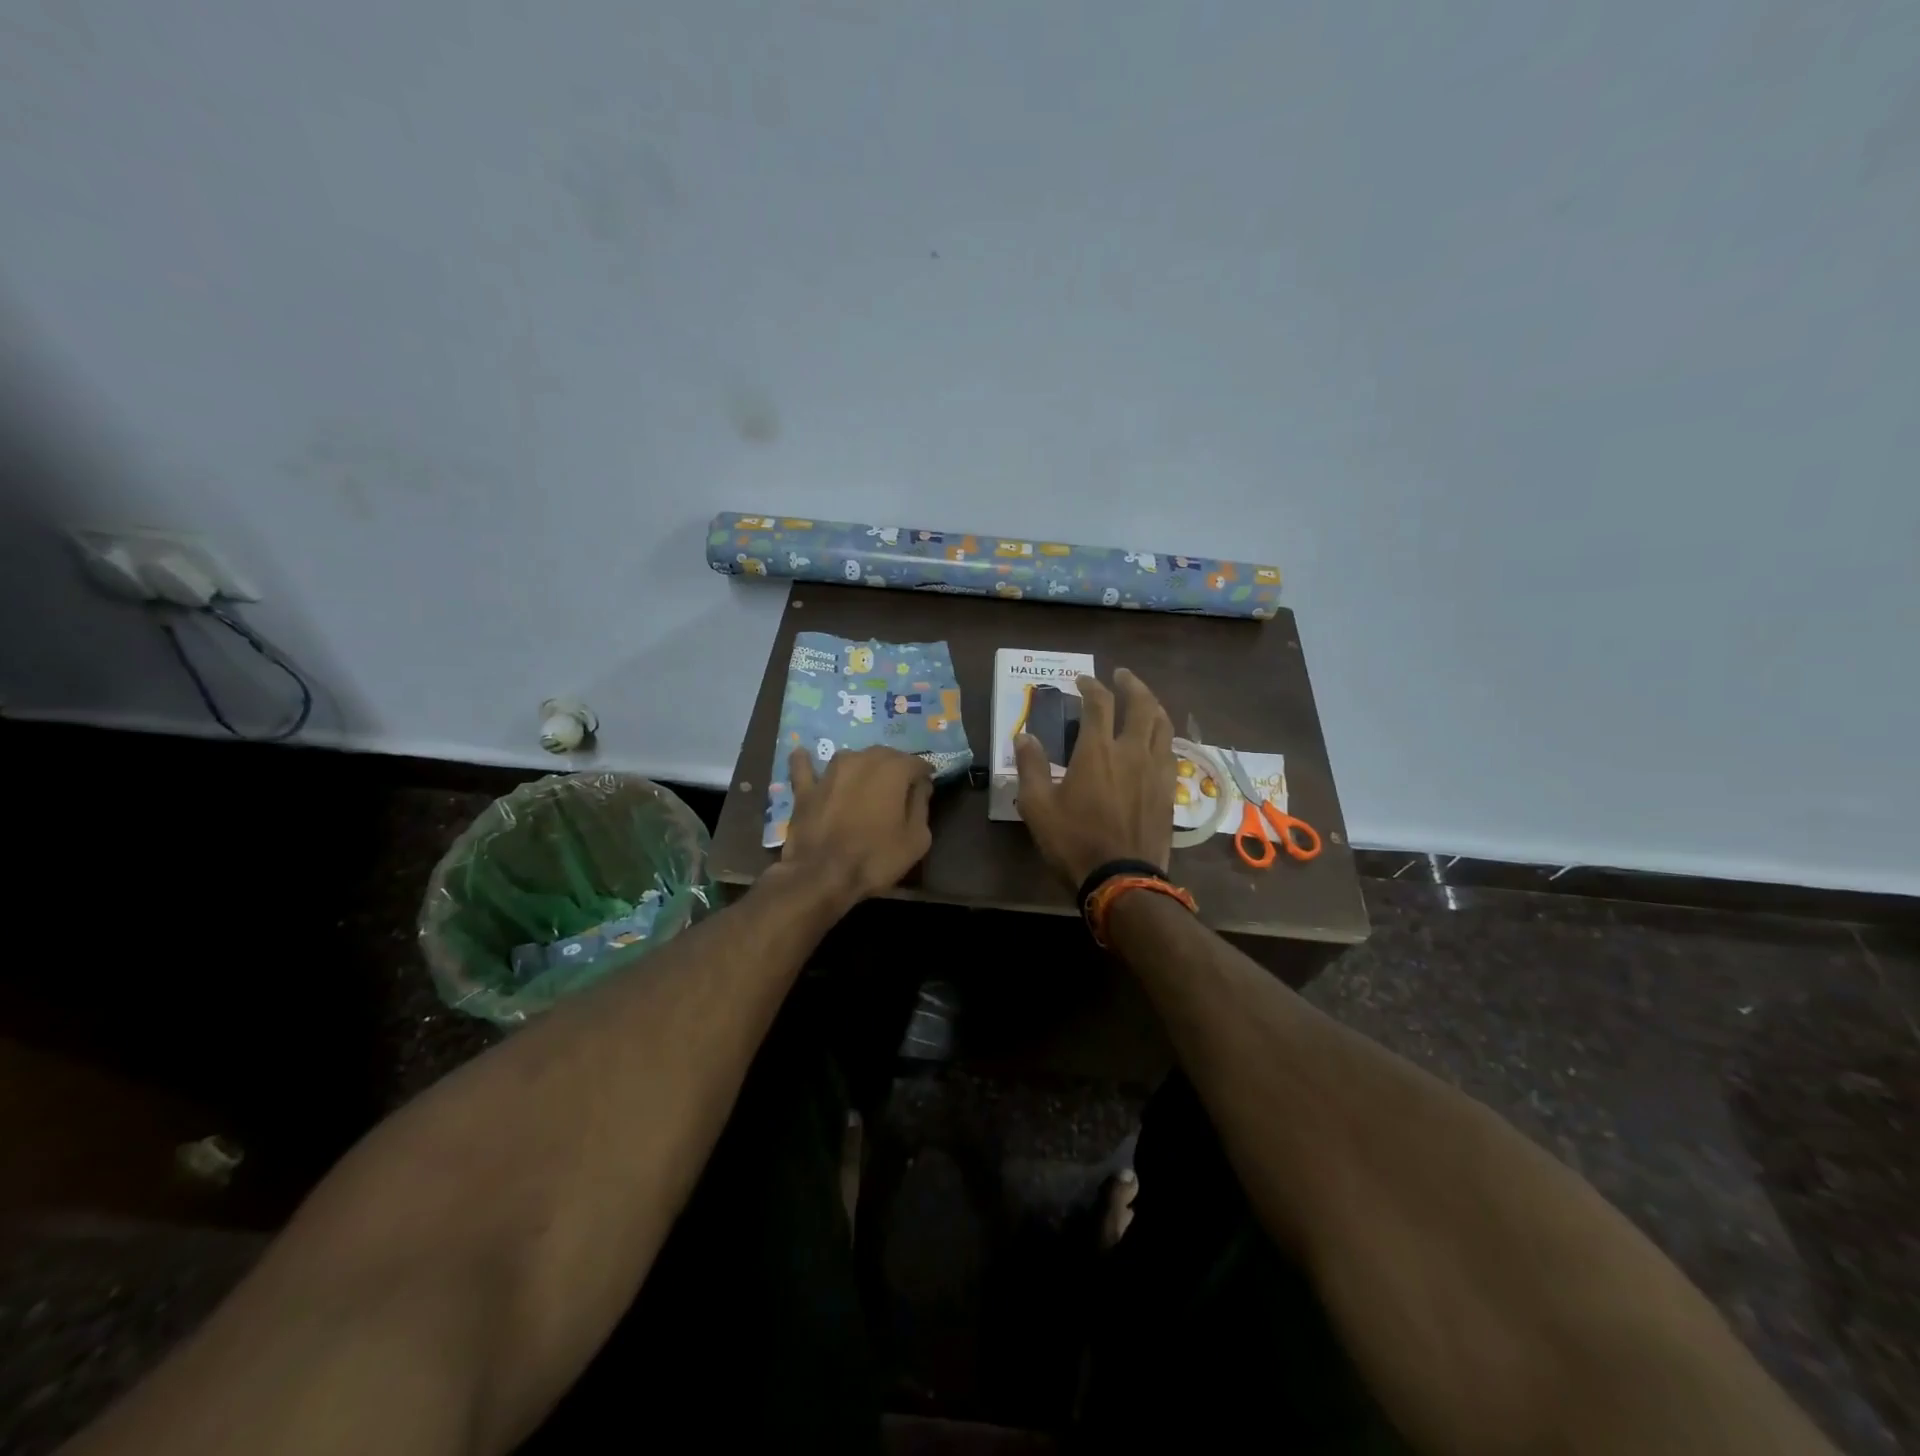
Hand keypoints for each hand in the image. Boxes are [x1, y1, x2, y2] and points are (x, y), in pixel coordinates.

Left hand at [780, 745, 933, 905]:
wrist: (823, 877)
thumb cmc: (876, 858)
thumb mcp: (917, 838)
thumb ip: (921, 805)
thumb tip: (921, 785)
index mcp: (893, 770)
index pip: (916, 763)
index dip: (923, 775)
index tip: (926, 787)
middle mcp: (862, 760)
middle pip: (884, 755)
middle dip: (894, 768)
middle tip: (898, 790)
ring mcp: (830, 772)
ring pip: (851, 758)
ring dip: (861, 767)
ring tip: (865, 783)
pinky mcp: (806, 789)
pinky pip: (804, 768)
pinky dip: (806, 762)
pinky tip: (803, 755)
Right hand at [1014, 668, 1174, 886]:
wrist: (1122, 880)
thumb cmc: (1074, 842)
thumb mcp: (1038, 807)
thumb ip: (1031, 767)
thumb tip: (1024, 737)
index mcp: (1097, 751)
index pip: (1098, 704)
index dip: (1090, 686)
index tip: (1082, 681)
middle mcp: (1132, 751)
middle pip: (1141, 704)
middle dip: (1131, 684)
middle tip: (1121, 676)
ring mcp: (1156, 770)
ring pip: (1163, 725)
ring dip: (1152, 705)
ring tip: (1144, 700)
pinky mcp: (1170, 790)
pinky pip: (1171, 750)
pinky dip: (1163, 734)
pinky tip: (1157, 740)